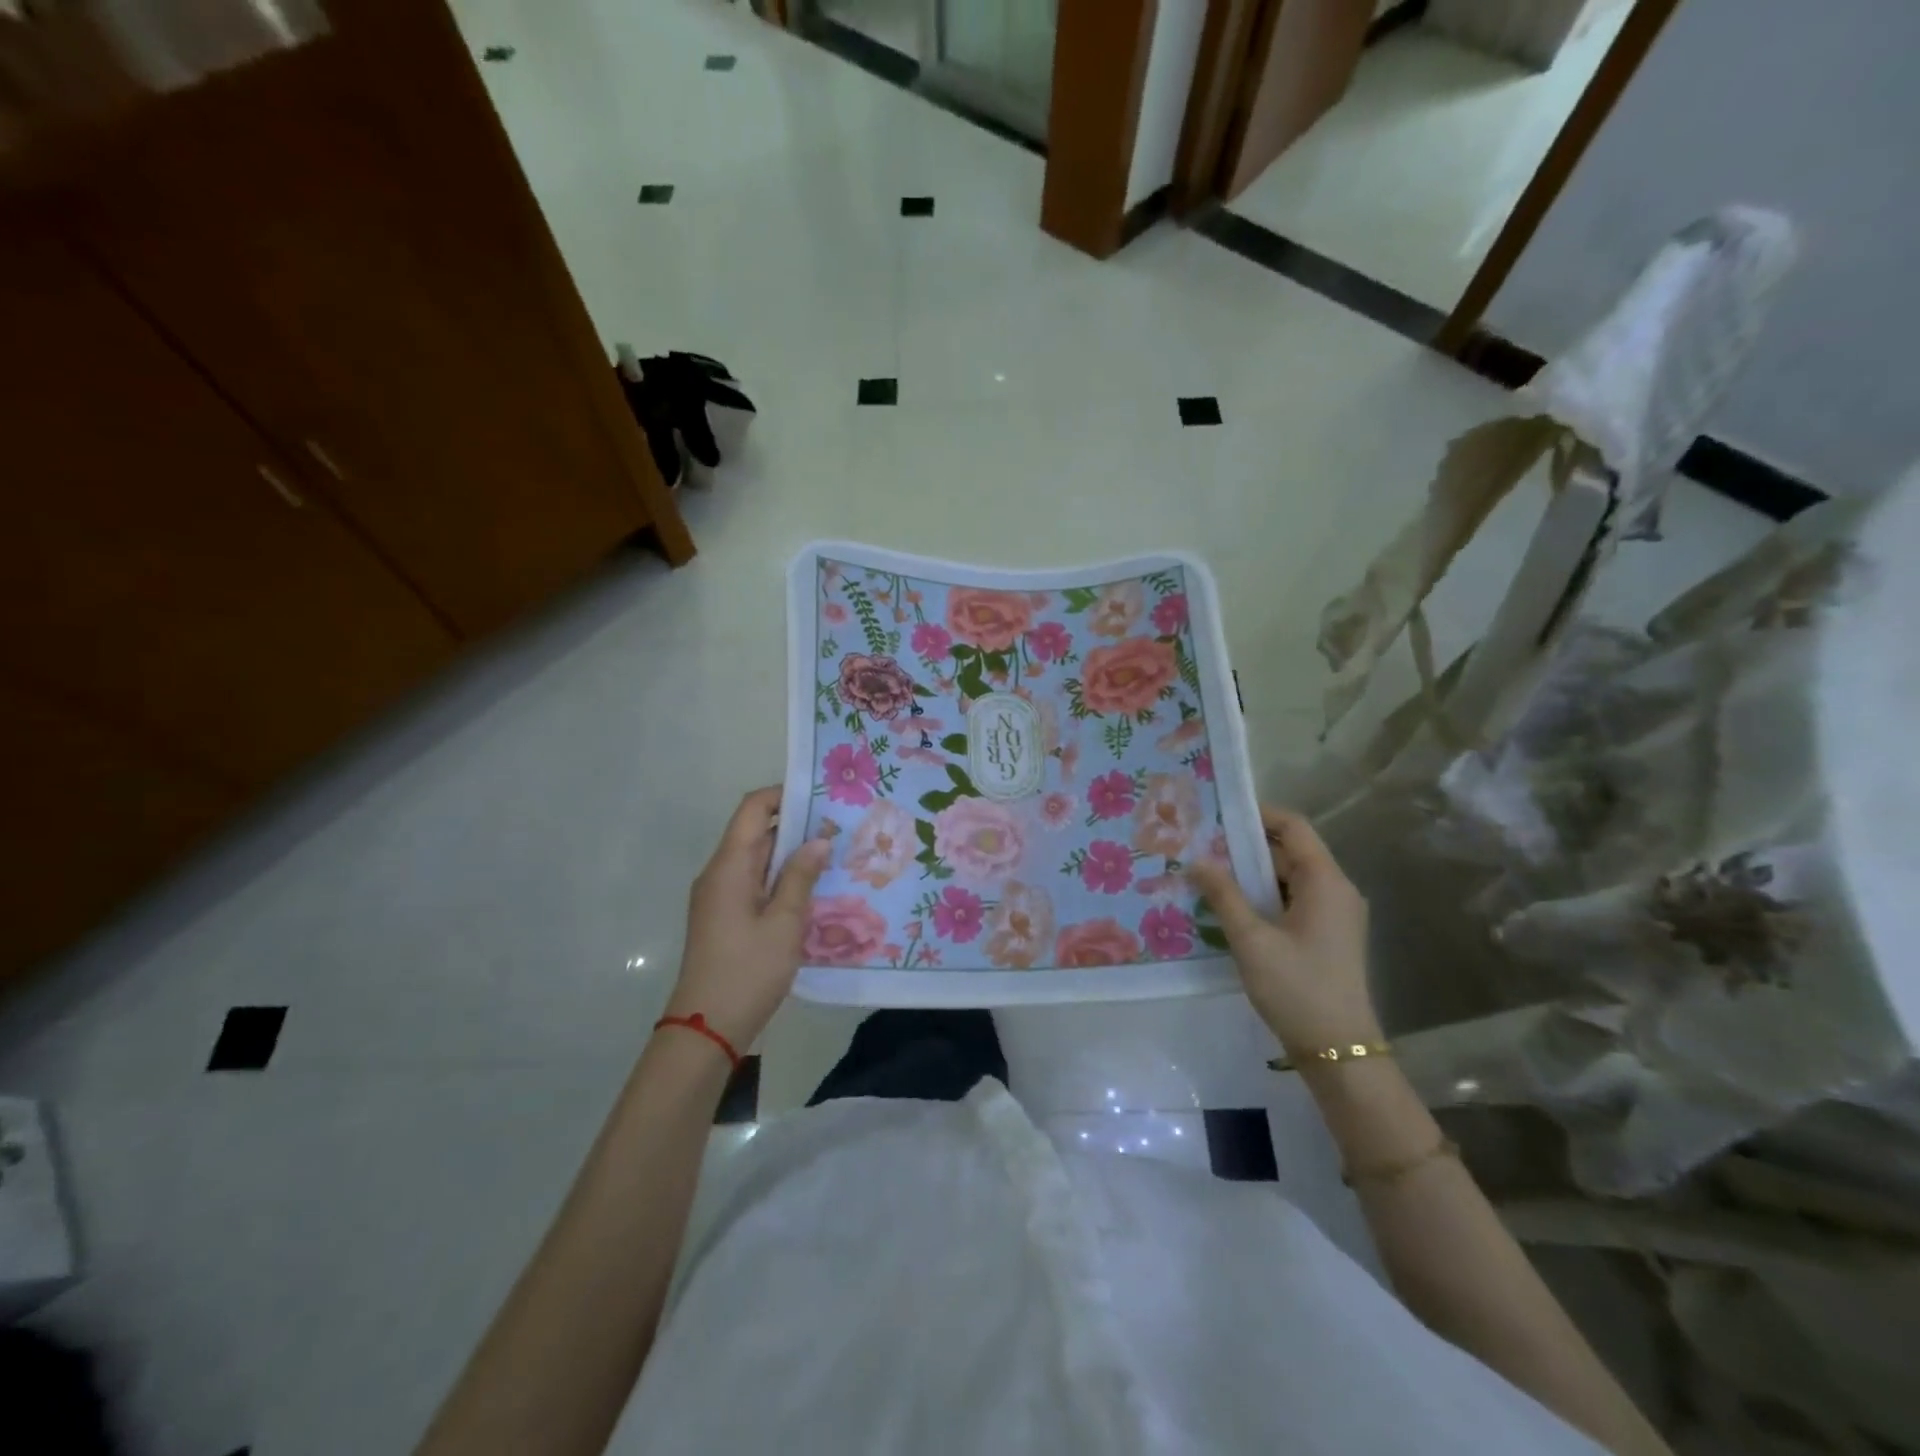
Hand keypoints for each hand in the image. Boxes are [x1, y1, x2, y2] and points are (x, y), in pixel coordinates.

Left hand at [663, 787, 830, 1054]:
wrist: (707, 1028)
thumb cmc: (748, 970)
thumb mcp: (785, 922)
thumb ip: (801, 876)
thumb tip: (819, 839)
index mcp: (729, 866)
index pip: (753, 809)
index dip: (784, 794)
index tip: (822, 797)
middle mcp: (719, 873)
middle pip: (756, 831)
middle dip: (797, 825)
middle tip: (841, 827)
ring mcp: (719, 896)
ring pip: (757, 859)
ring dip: (792, 854)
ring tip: (835, 854)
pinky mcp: (725, 916)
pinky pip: (755, 883)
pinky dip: (781, 878)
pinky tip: (813, 889)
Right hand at [1188, 806, 1378, 1055]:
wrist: (1339, 1052)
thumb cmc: (1297, 989)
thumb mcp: (1252, 940)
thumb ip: (1224, 895)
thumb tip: (1196, 860)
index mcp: (1326, 882)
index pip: (1293, 827)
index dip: (1257, 814)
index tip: (1216, 814)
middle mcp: (1336, 890)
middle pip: (1289, 851)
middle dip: (1245, 846)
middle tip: (1200, 845)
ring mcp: (1334, 914)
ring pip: (1288, 877)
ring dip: (1251, 874)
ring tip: (1207, 873)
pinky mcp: (1327, 935)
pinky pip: (1292, 900)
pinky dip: (1262, 896)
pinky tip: (1229, 906)